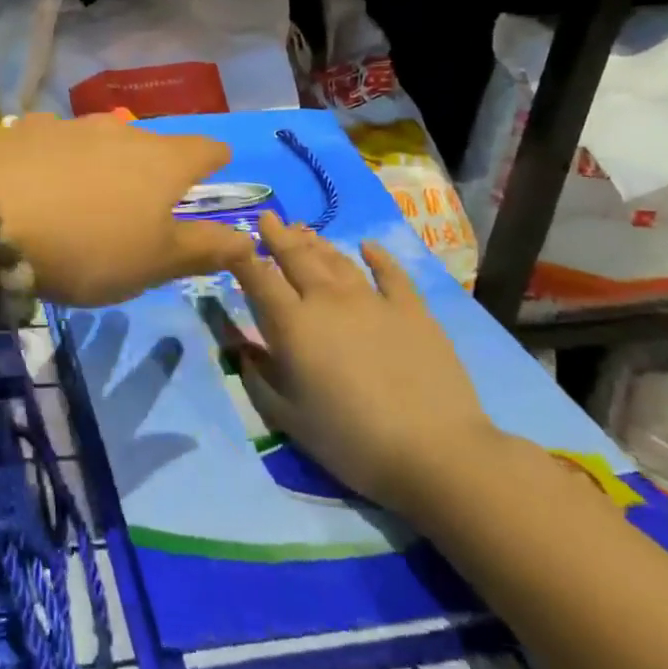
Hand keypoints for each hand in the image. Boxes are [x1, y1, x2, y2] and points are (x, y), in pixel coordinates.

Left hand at [0, 113, 252, 305]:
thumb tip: (251, 239)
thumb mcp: (153, 263)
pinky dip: (56, 157)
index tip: (216, 166)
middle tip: (145, 193)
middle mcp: (118, 130)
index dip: (215, 158)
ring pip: (99, 136)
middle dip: (154, 162)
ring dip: (103, 157)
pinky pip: (52, 140)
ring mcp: (67, 124)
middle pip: (150, 140)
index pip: (205, 148)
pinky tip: (39, 178)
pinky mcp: (21, 129)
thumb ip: (204, 249)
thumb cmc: (87, 248)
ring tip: (90, 186)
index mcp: (162, 161)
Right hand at [231, 213, 499, 515]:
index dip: (242, 255)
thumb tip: (241, 349)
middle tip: (267, 217)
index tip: (232, 239)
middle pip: (296, 257)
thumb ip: (258, 376)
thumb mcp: (286, 416)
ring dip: (316, 242)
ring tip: (303, 229)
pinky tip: (368, 246)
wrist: (435, 451)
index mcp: (293, 324)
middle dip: (277, 235)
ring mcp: (373, 301)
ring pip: (337, 260)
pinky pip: (391, 273)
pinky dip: (377, 257)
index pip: (258, 278)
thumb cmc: (350, 440)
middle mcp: (328, 300)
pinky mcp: (413, 310)